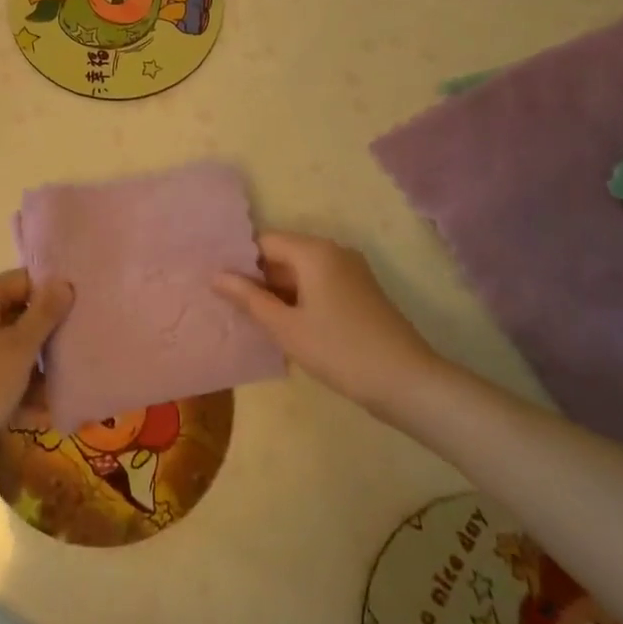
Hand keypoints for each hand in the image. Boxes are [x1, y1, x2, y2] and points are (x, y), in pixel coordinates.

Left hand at [0, 269, 73, 458]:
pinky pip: (0, 375)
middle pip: (18, 315)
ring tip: (66, 387)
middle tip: (79, 349)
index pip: (23, 281)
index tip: (80, 310)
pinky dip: (19, 389)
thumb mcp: (20, 346)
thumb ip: (45, 313)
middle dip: (48, 335)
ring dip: (38, 368)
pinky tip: (43, 413)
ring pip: (11, 349)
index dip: (52, 292)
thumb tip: (63, 282)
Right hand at [214, 232, 439, 419]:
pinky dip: (298, 299)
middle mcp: (333, 251)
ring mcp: (350, 271)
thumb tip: (216, 276)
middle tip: (226, 303)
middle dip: (256, 278)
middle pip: (283, 254)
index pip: (264, 241)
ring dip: (276, 292)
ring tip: (248, 316)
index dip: (239, 260)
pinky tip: (283, 325)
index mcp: (314, 251)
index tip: (216, 282)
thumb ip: (248, 298)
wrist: (406, 381)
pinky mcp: (360, 292)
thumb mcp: (286, 327)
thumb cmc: (339, 350)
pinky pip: (318, 285)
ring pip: (300, 272)